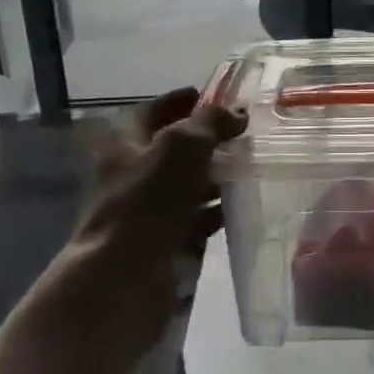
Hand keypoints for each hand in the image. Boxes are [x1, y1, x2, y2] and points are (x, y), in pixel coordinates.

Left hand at [68, 87, 245, 354]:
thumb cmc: (148, 200)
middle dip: (208, 140)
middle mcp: (132, 172)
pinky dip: (215, 211)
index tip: (216, 96)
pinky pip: (194, 218)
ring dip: (215, 176)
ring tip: (250, 167)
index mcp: (126, 142)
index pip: (155, 109)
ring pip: (186, 184)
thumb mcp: (182, 145)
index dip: (183, 100)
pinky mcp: (161, 240)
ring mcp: (146, 209)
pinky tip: (241, 205)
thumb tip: (236, 114)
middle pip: (173, 147)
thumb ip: (211, 122)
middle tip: (244, 134)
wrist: (123, 277)